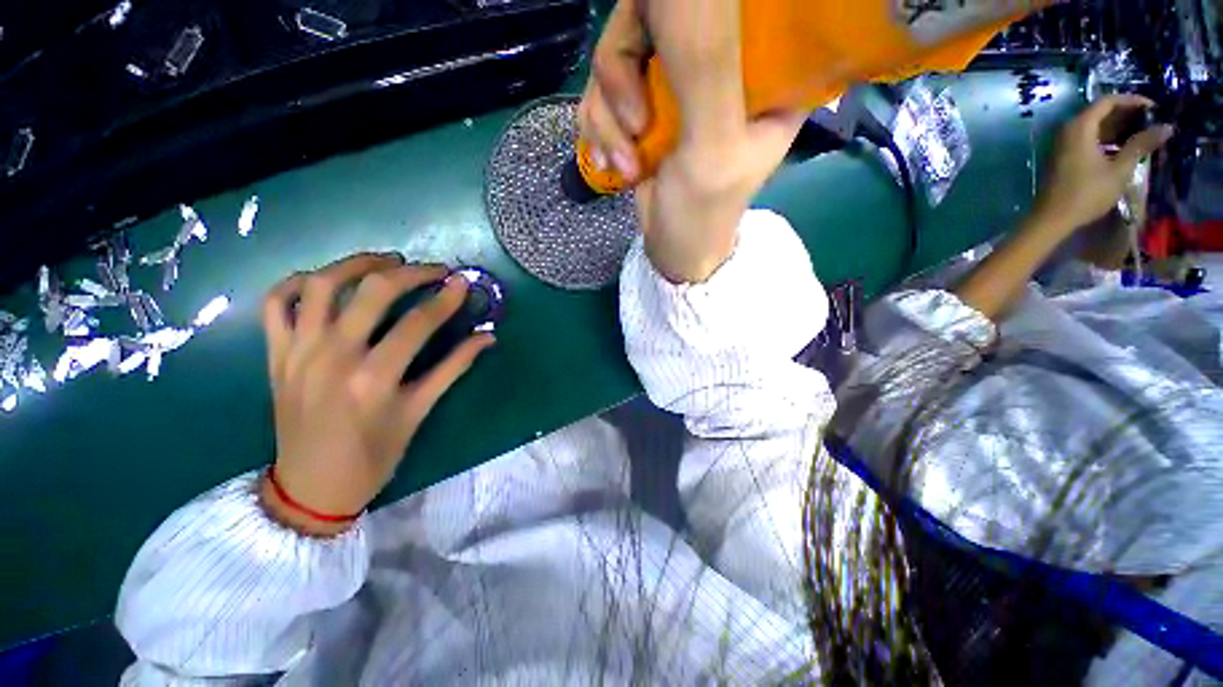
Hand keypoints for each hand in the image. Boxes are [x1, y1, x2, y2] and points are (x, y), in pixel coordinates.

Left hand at [260, 254, 494, 535]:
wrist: (310, 487)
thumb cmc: (375, 455)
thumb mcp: (419, 412)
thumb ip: (453, 369)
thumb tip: (487, 338)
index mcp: (374, 378)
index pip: (418, 323)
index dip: (446, 299)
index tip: (463, 281)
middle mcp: (333, 357)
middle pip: (374, 292)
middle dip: (411, 273)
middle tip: (434, 269)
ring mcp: (298, 352)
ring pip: (322, 285)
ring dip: (357, 264)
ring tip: (386, 261)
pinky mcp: (276, 354)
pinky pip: (277, 304)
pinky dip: (300, 282)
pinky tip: (328, 280)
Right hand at [581, 0, 804, 282]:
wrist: (673, 251)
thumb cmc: (703, 213)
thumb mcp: (711, 146)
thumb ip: (703, 65)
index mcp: (764, 68)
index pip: (729, 3)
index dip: (683, 12)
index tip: (658, 54)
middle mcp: (721, 63)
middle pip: (652, 17)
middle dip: (624, 77)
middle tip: (634, 128)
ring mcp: (677, 83)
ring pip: (617, 54)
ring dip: (608, 115)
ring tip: (624, 163)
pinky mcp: (645, 105)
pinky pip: (603, 89)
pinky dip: (600, 127)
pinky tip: (611, 161)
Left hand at [1034, 94, 1172, 235]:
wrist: (1051, 219)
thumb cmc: (1087, 193)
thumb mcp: (1120, 169)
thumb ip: (1141, 145)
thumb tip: (1167, 127)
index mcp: (1079, 127)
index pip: (1108, 102)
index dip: (1132, 101)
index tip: (1154, 107)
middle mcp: (1068, 131)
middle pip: (1100, 113)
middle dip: (1127, 114)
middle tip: (1152, 121)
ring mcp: (1063, 145)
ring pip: (1095, 127)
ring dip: (1118, 128)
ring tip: (1144, 134)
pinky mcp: (1064, 157)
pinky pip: (1088, 140)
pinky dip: (1107, 140)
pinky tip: (1125, 149)